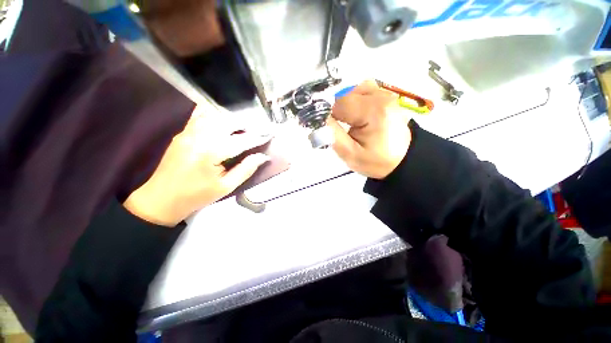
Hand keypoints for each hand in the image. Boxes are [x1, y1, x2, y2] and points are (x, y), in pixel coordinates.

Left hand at [123, 113, 271, 226]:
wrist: (161, 199)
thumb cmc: (196, 196)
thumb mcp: (226, 187)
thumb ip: (246, 169)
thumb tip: (262, 156)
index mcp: (212, 152)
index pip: (242, 140)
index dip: (258, 137)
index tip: (270, 135)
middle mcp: (200, 137)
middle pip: (229, 122)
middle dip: (247, 125)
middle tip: (258, 132)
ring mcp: (189, 132)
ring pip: (215, 116)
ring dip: (233, 120)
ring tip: (244, 128)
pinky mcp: (183, 133)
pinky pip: (200, 116)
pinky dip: (215, 115)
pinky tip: (222, 122)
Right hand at [328, 80, 410, 178]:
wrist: (401, 160)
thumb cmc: (376, 160)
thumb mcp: (351, 154)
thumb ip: (333, 136)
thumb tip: (319, 120)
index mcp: (373, 111)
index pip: (339, 104)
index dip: (329, 116)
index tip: (330, 129)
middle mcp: (381, 96)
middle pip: (345, 95)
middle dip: (338, 111)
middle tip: (341, 128)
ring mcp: (385, 94)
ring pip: (353, 90)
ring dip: (346, 105)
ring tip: (350, 121)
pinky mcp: (387, 96)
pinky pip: (364, 90)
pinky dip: (356, 100)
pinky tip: (358, 114)